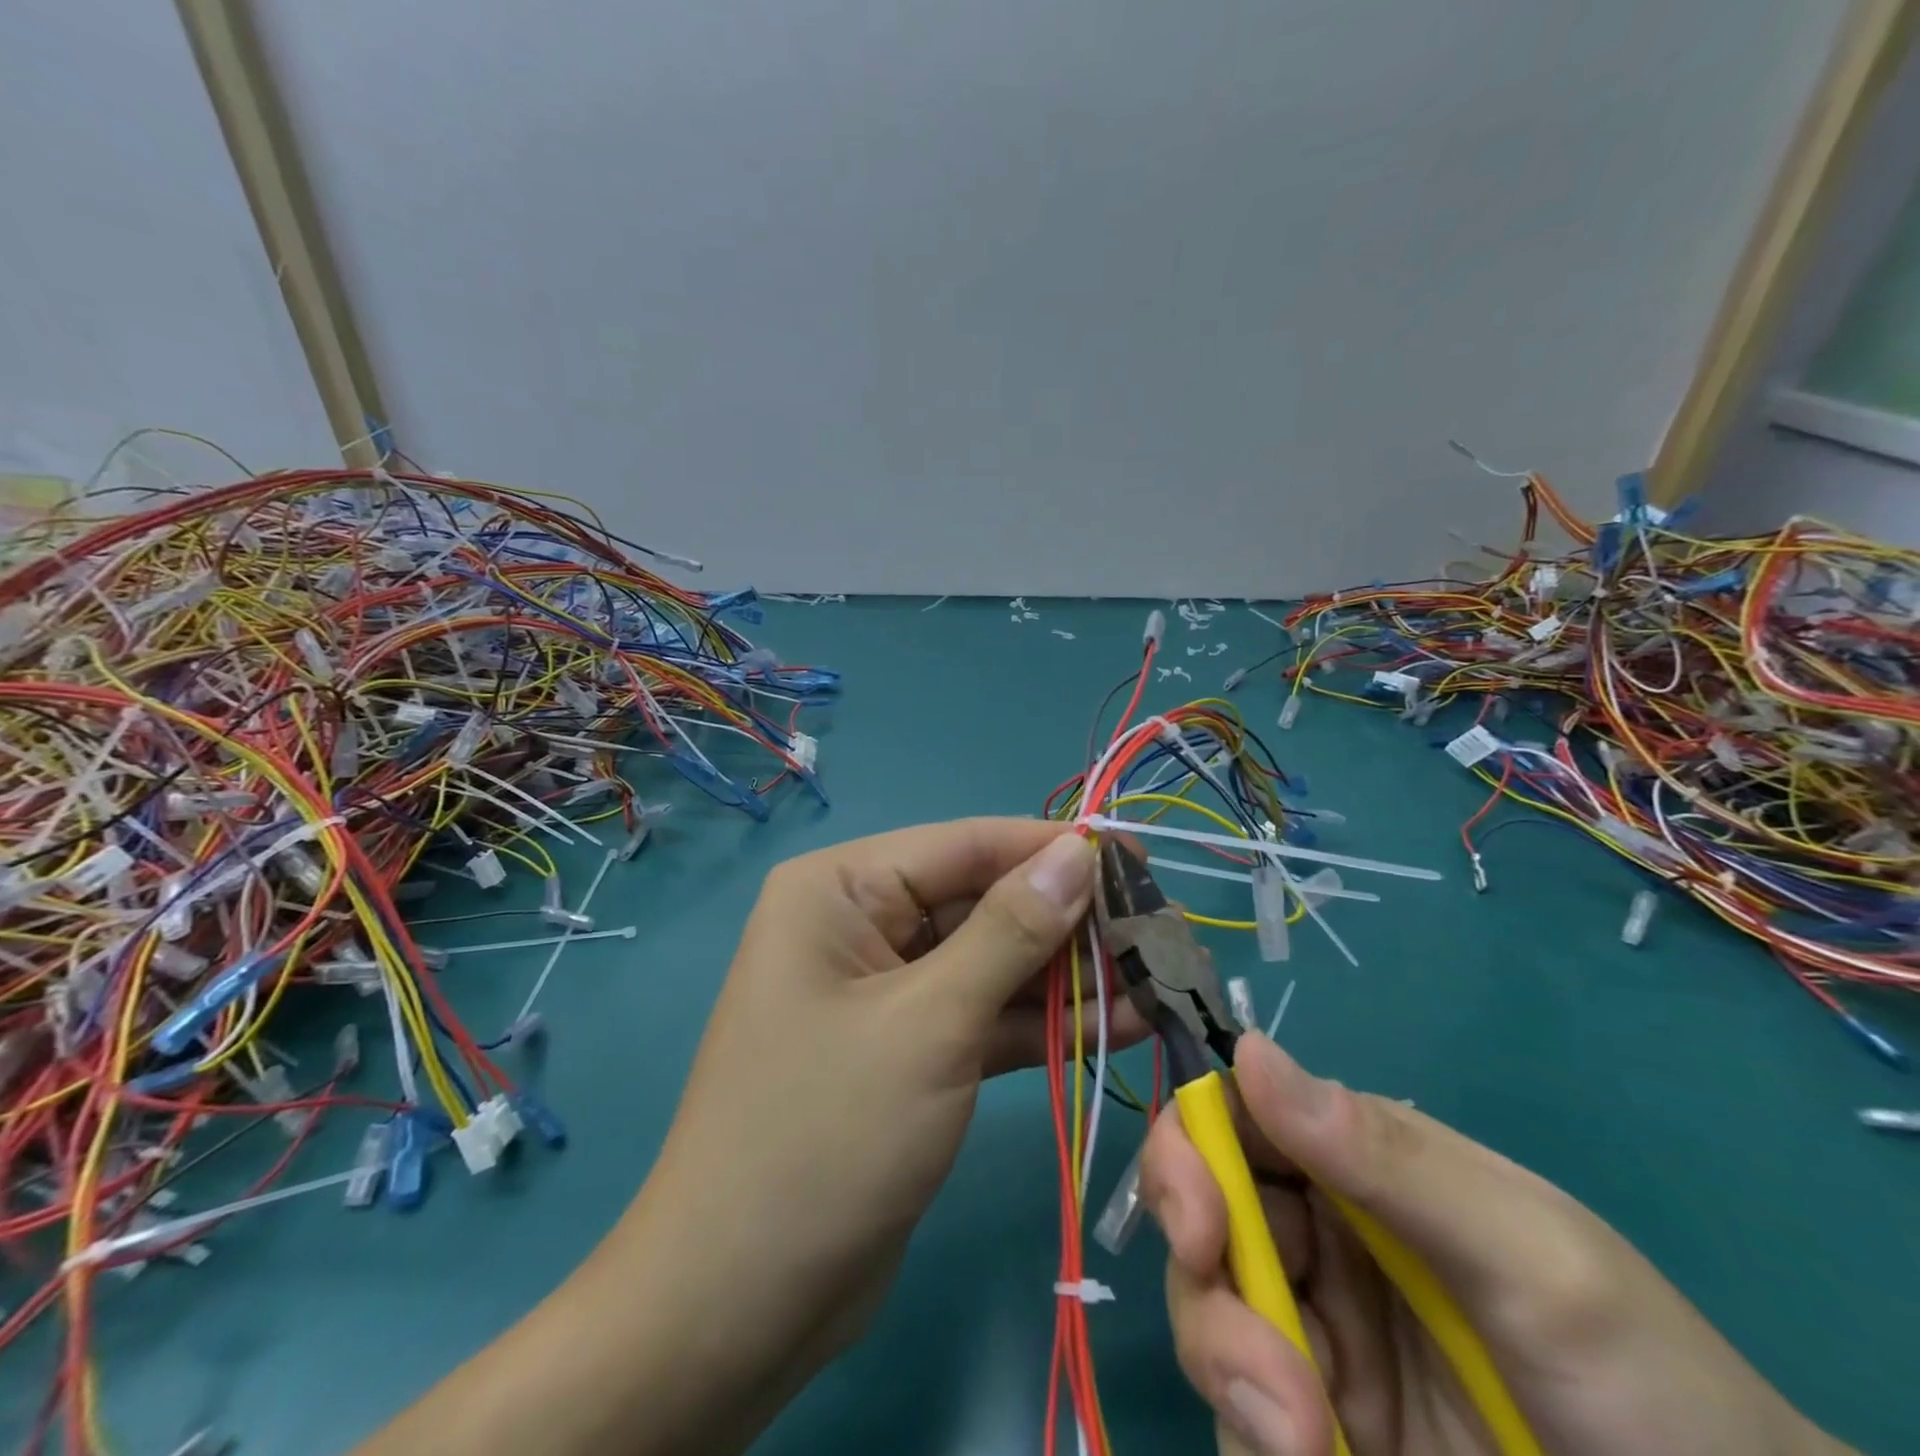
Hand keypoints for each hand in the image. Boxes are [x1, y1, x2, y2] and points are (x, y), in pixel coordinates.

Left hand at [626, 818, 1145, 1445]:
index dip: (1054, 848)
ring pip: (994, 962)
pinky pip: (987, 1016)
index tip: (1140, 859)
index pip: (965, 846)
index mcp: (841, 889)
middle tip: (1164, 932)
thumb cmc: (826, 1135)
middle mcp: (862, 924)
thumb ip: (1011, 931)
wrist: (740, 1304)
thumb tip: (1080, 852)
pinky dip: (1047, 1022)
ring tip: (1161, 978)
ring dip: (1072, 976)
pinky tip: (1125, 1022)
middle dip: (1072, 922)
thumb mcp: (930, 1021)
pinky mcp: (913, 1050)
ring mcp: (889, 990)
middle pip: (985, 902)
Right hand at [1142, 1034, 1850, 1455]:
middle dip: (1203, 1276)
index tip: (1197, 1221)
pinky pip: (1239, 1411)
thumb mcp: (1535, 1261)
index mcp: (1357, 1165)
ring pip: (1207, 1310)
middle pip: (1201, 1213)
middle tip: (1260, 1367)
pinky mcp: (1312, 1427)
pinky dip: (1251, 1435)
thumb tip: (1249, 1049)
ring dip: (1230, 1369)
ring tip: (1306, 1445)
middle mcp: (1320, 1236)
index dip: (1191, 1149)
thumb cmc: (1653, 1396)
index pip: (1236, 1119)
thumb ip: (1388, 1157)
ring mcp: (1315, 1336)